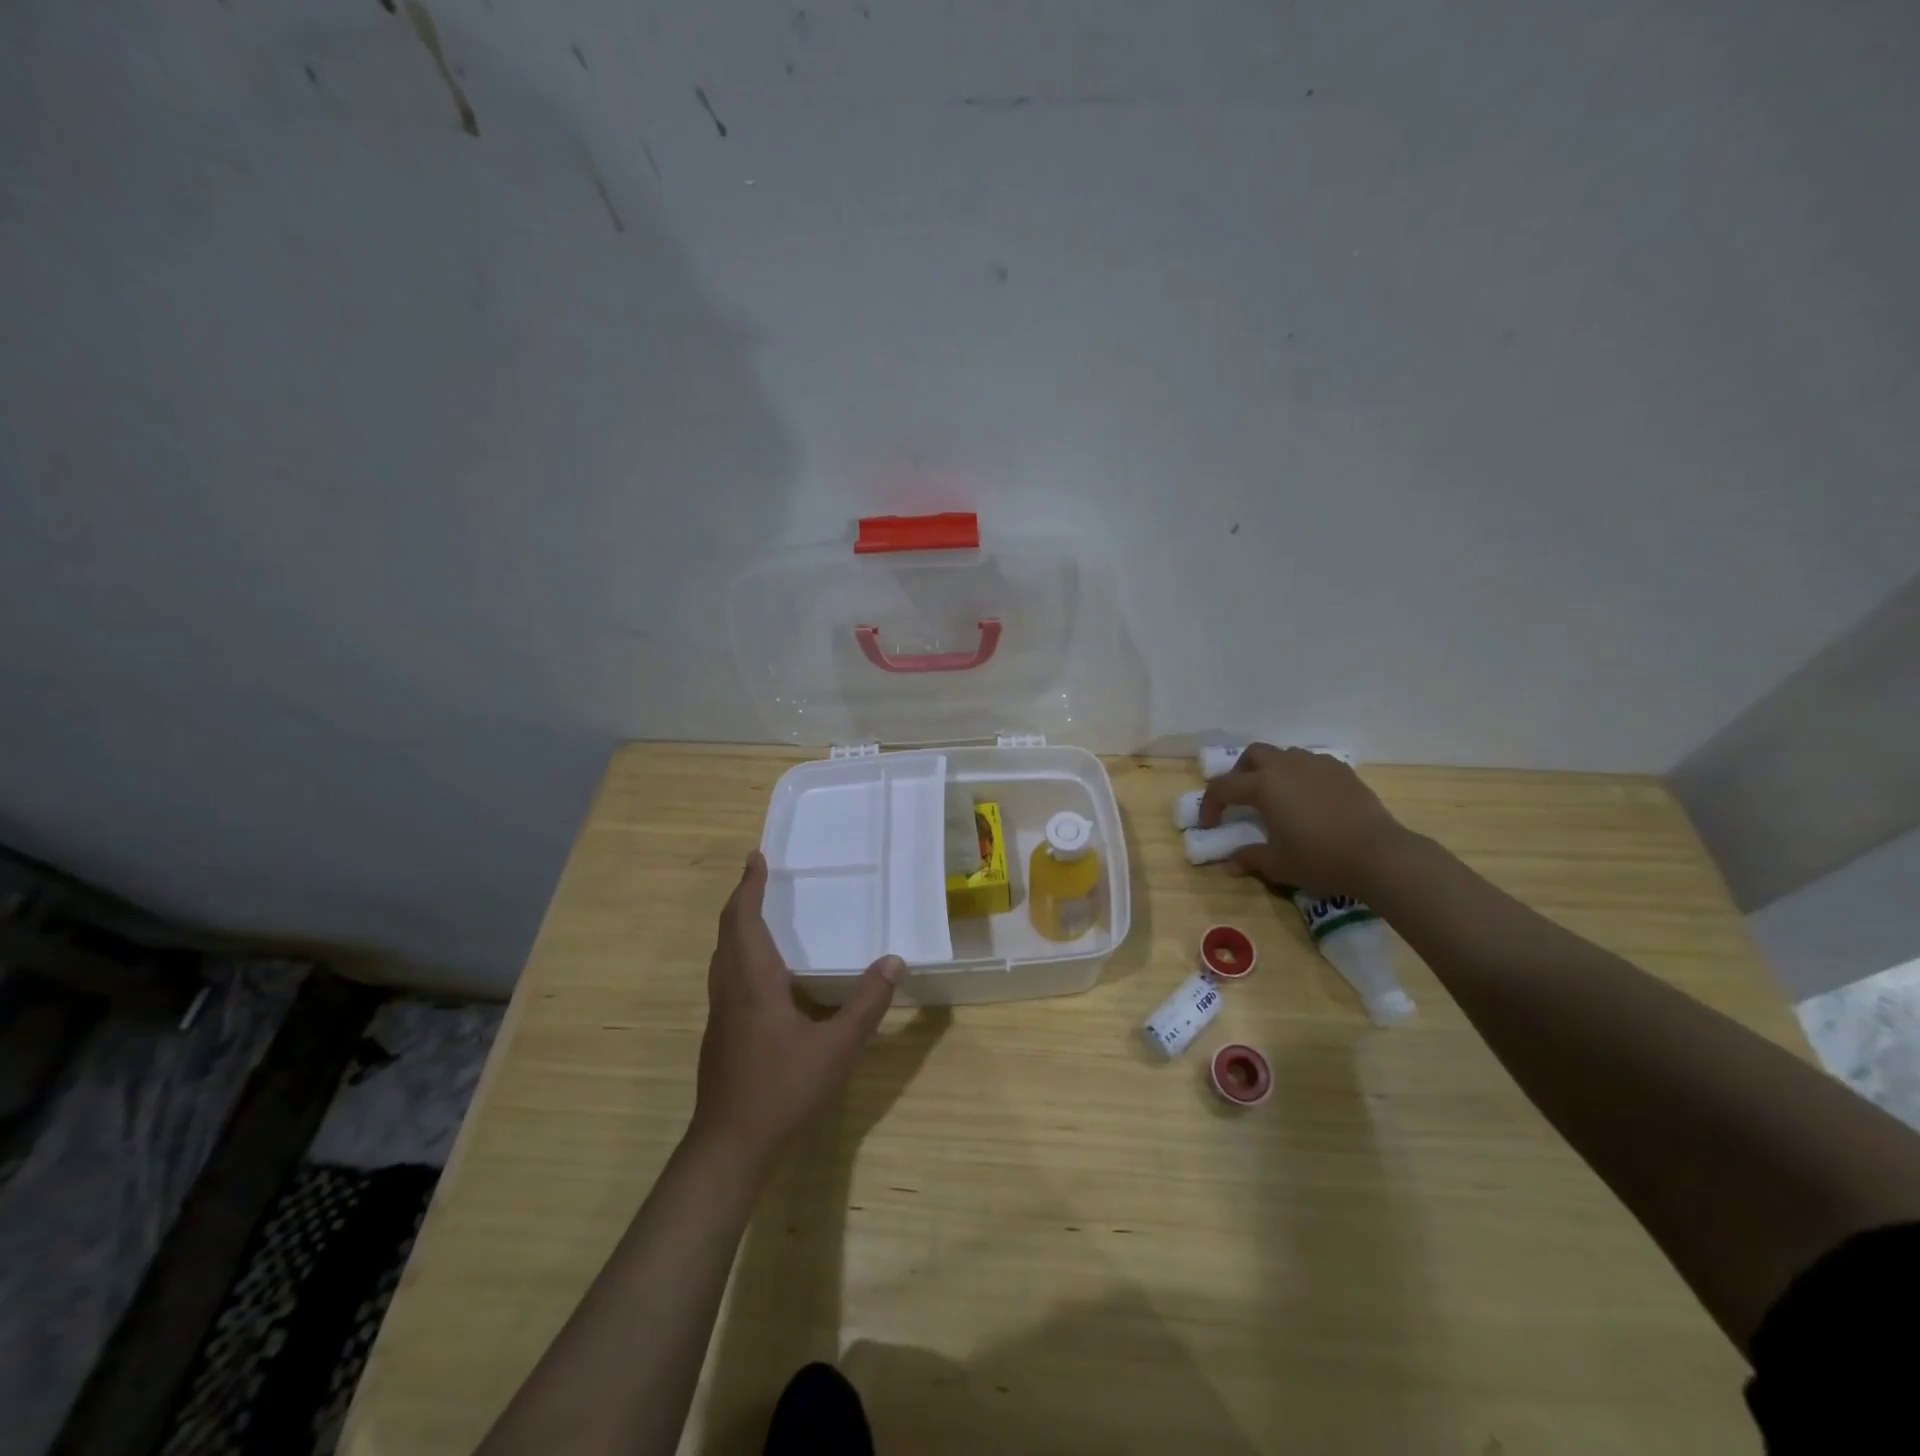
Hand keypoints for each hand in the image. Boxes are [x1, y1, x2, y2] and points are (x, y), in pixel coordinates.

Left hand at [691, 851, 902, 1161]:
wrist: (729, 1147)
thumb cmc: (782, 1090)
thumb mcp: (836, 1048)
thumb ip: (866, 1004)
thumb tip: (894, 961)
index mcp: (754, 982)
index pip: (744, 920)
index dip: (749, 887)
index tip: (756, 857)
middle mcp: (730, 990)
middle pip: (727, 933)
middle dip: (741, 900)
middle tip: (758, 876)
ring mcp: (720, 1014)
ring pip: (722, 956)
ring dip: (736, 927)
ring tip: (758, 913)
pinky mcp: (720, 1034)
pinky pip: (725, 976)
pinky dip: (738, 954)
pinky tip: (762, 973)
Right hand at [1198, 743, 1408, 892]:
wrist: (1378, 854)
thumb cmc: (1319, 858)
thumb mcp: (1277, 864)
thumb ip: (1250, 858)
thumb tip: (1230, 864)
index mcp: (1263, 786)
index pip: (1223, 788)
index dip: (1210, 805)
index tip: (1210, 825)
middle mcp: (1286, 766)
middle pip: (1253, 755)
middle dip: (1240, 773)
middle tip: (1242, 798)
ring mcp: (1316, 764)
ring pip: (1284, 755)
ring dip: (1272, 770)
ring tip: (1277, 796)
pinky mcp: (1342, 771)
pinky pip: (1312, 764)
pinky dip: (1301, 775)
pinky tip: (1309, 798)